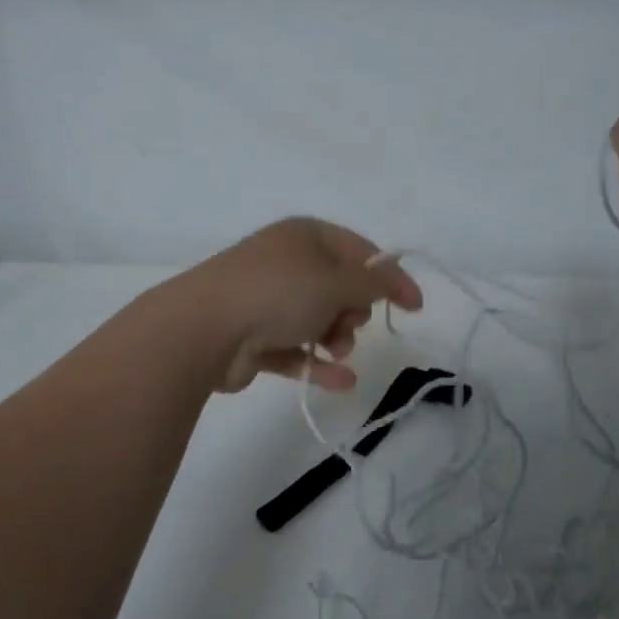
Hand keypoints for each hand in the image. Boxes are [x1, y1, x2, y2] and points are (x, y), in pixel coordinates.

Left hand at [184, 218, 422, 392]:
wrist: (204, 328)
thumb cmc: (278, 292)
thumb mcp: (336, 281)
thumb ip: (373, 283)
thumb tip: (393, 279)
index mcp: (305, 236)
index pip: (359, 250)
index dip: (389, 275)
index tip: (414, 306)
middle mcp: (286, 262)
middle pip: (338, 287)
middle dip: (354, 310)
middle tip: (351, 323)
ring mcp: (266, 300)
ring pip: (317, 319)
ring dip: (336, 337)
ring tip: (336, 349)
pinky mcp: (254, 337)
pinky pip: (295, 349)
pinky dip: (317, 363)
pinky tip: (340, 382)